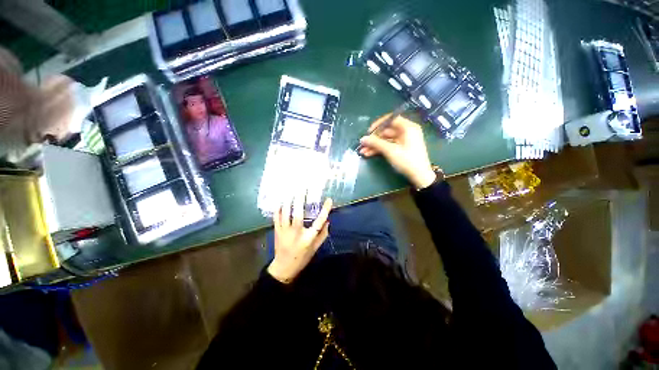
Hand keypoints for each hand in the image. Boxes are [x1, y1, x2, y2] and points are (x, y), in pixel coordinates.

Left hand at [267, 196, 332, 283]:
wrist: (283, 268)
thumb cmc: (302, 258)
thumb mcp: (315, 248)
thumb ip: (322, 235)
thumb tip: (327, 221)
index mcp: (308, 238)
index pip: (319, 222)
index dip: (325, 210)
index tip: (329, 200)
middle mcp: (296, 233)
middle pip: (298, 214)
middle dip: (300, 200)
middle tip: (302, 188)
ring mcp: (284, 231)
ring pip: (285, 213)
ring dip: (288, 201)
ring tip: (291, 191)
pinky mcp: (277, 231)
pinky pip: (276, 217)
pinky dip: (279, 208)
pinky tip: (281, 200)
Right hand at [359, 114, 436, 188]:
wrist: (420, 176)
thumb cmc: (407, 160)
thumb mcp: (390, 151)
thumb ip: (376, 143)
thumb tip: (362, 139)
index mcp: (408, 128)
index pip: (391, 119)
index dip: (378, 124)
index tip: (369, 132)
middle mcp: (406, 132)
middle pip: (386, 131)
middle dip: (373, 138)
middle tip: (362, 144)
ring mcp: (403, 141)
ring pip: (385, 140)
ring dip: (374, 145)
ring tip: (363, 152)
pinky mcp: (401, 149)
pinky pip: (388, 146)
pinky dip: (379, 149)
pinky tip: (369, 154)